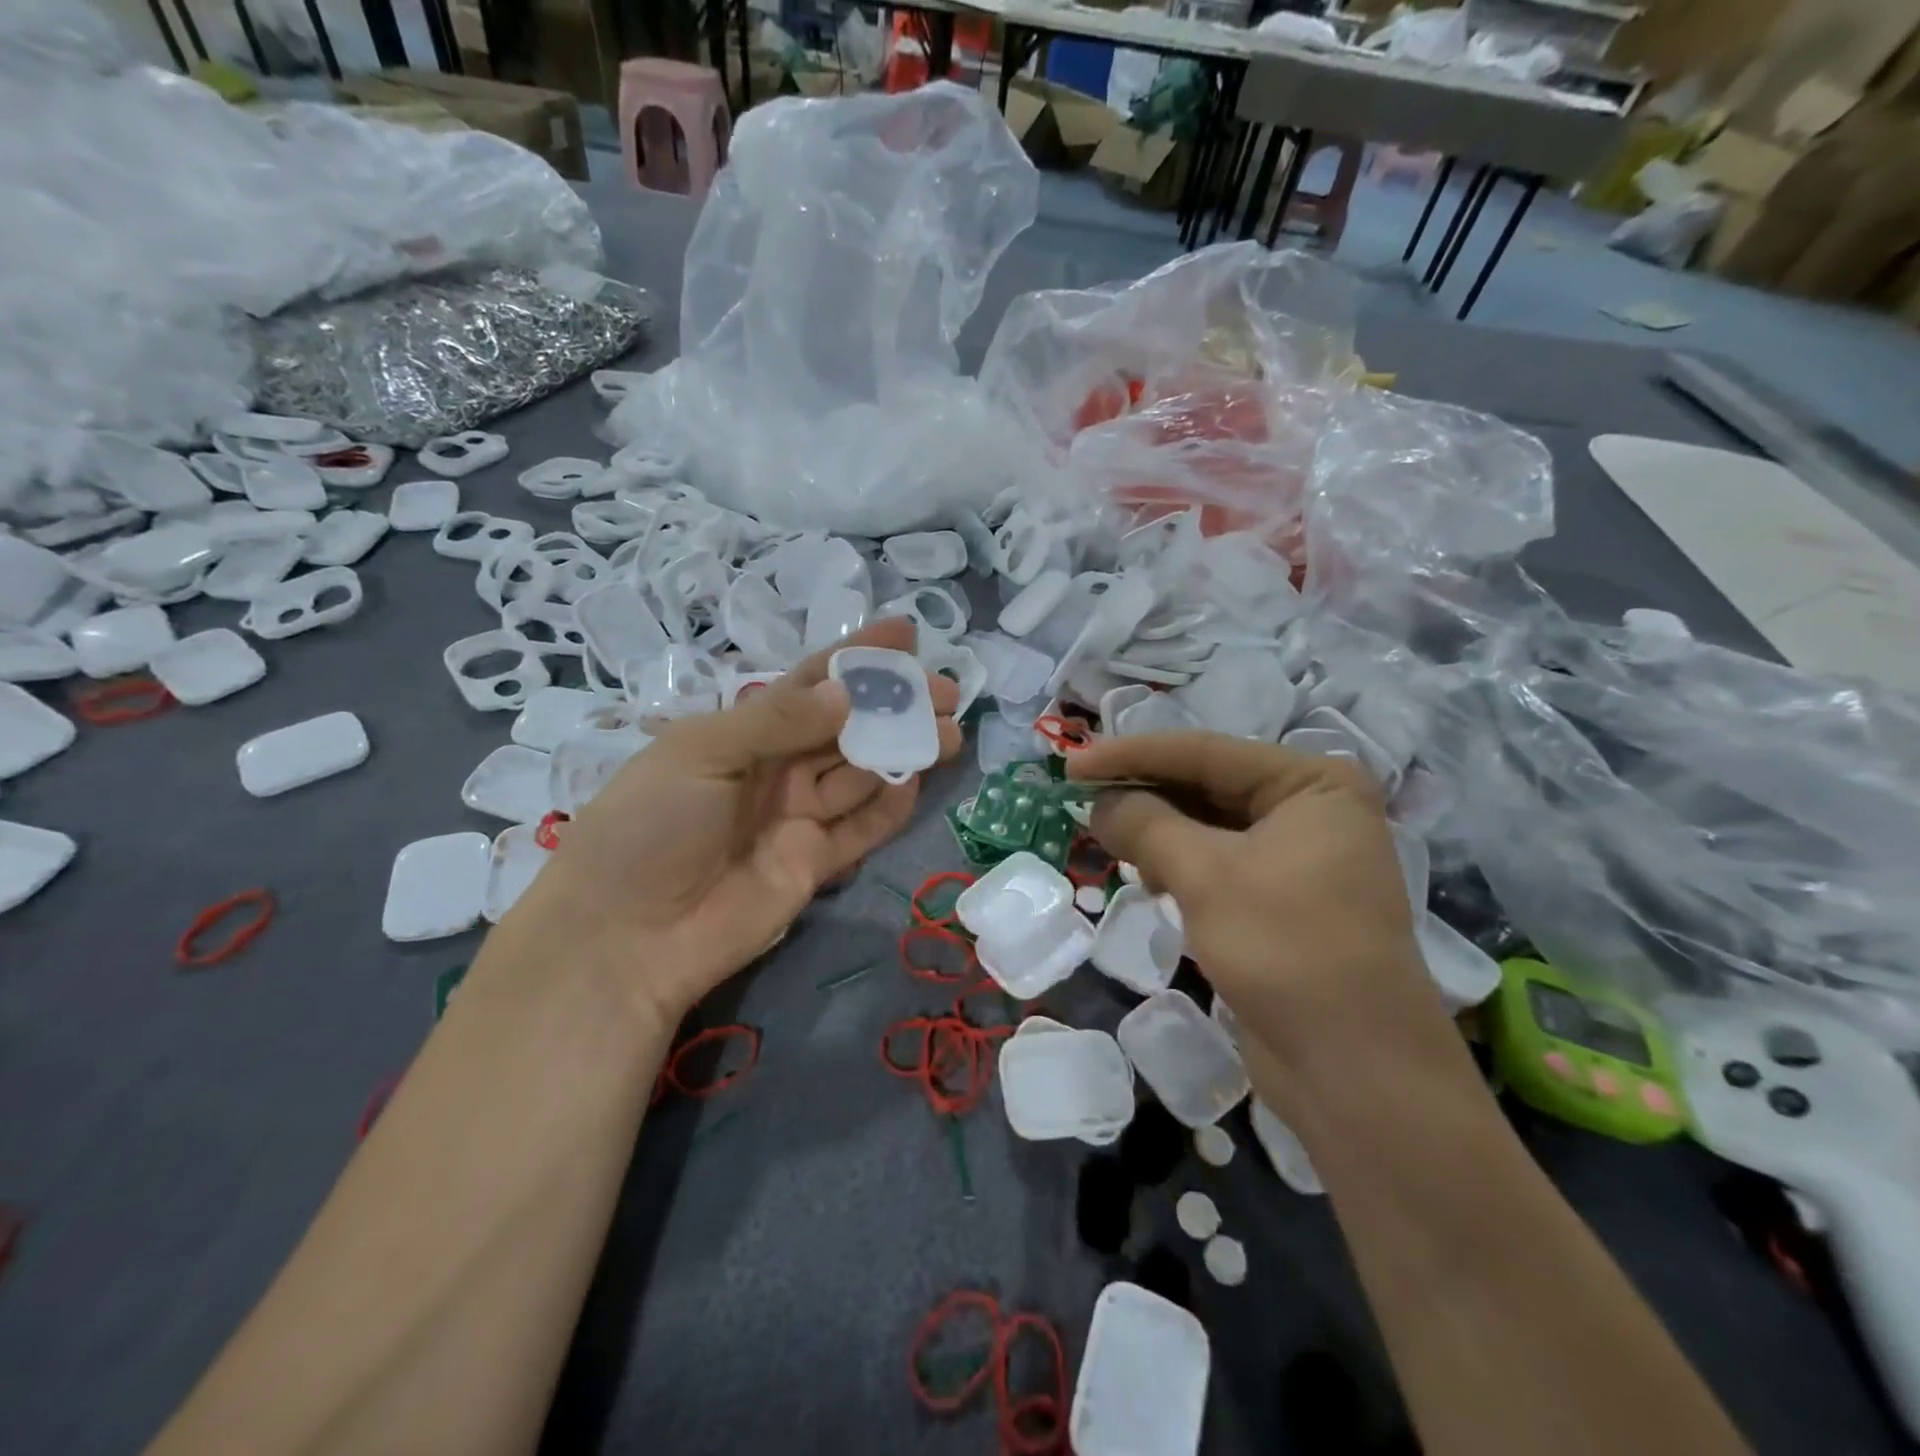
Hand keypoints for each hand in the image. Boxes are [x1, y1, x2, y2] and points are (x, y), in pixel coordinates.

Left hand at [520, 618, 960, 1023]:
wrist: (627, 935)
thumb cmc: (651, 824)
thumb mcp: (704, 753)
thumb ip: (778, 720)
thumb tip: (849, 693)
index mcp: (742, 732)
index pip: (810, 684)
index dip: (857, 658)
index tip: (906, 635)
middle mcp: (776, 769)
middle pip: (847, 728)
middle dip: (896, 706)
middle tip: (948, 691)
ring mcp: (797, 818)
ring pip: (862, 774)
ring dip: (904, 749)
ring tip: (951, 730)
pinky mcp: (814, 864)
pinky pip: (861, 828)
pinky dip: (889, 806)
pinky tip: (915, 780)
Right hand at [1067, 733, 1462, 1112]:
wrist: (1356, 1072)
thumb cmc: (1286, 950)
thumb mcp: (1206, 876)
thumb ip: (1146, 825)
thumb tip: (1100, 803)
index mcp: (1312, 782)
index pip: (1204, 752)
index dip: (1130, 755)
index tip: (1070, 766)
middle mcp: (1311, 809)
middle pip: (1206, 785)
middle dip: (1143, 794)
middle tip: (1080, 801)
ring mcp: (1300, 855)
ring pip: (1208, 825)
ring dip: (1157, 832)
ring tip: (1108, 841)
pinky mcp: (1282, 899)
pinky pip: (1217, 863)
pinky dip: (1178, 865)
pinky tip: (1149, 880)